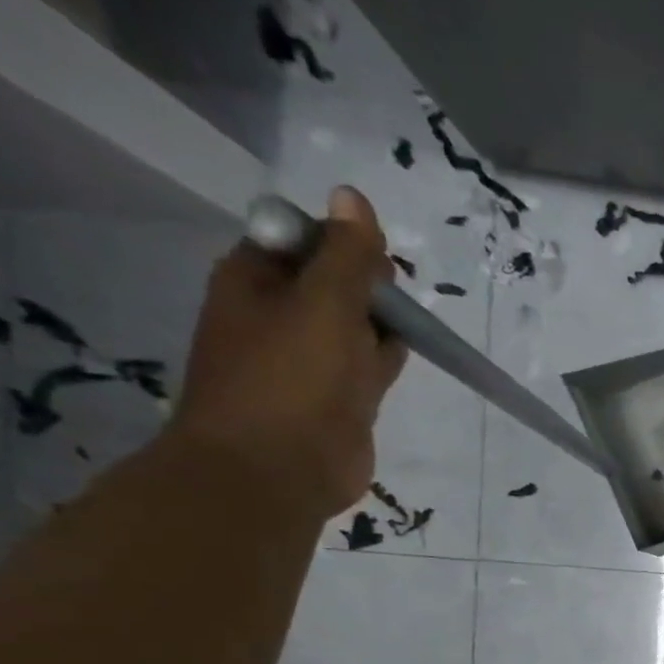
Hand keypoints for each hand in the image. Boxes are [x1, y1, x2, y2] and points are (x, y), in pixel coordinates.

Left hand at [171, 186, 406, 514]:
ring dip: (382, 323)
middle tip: (394, 301)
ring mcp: (310, 359)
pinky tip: (403, 357)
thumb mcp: (324, 304)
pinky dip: (386, 357)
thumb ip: (347, 255)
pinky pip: (367, 364)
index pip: (304, 238)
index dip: (343, 242)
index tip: (376, 265)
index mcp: (256, 279)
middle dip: (370, 285)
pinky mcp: (340, 397)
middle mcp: (279, 313)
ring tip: (407, 329)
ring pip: (356, 324)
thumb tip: (352, 194)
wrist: (278, 468)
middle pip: (335, 280)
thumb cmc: (293, 379)